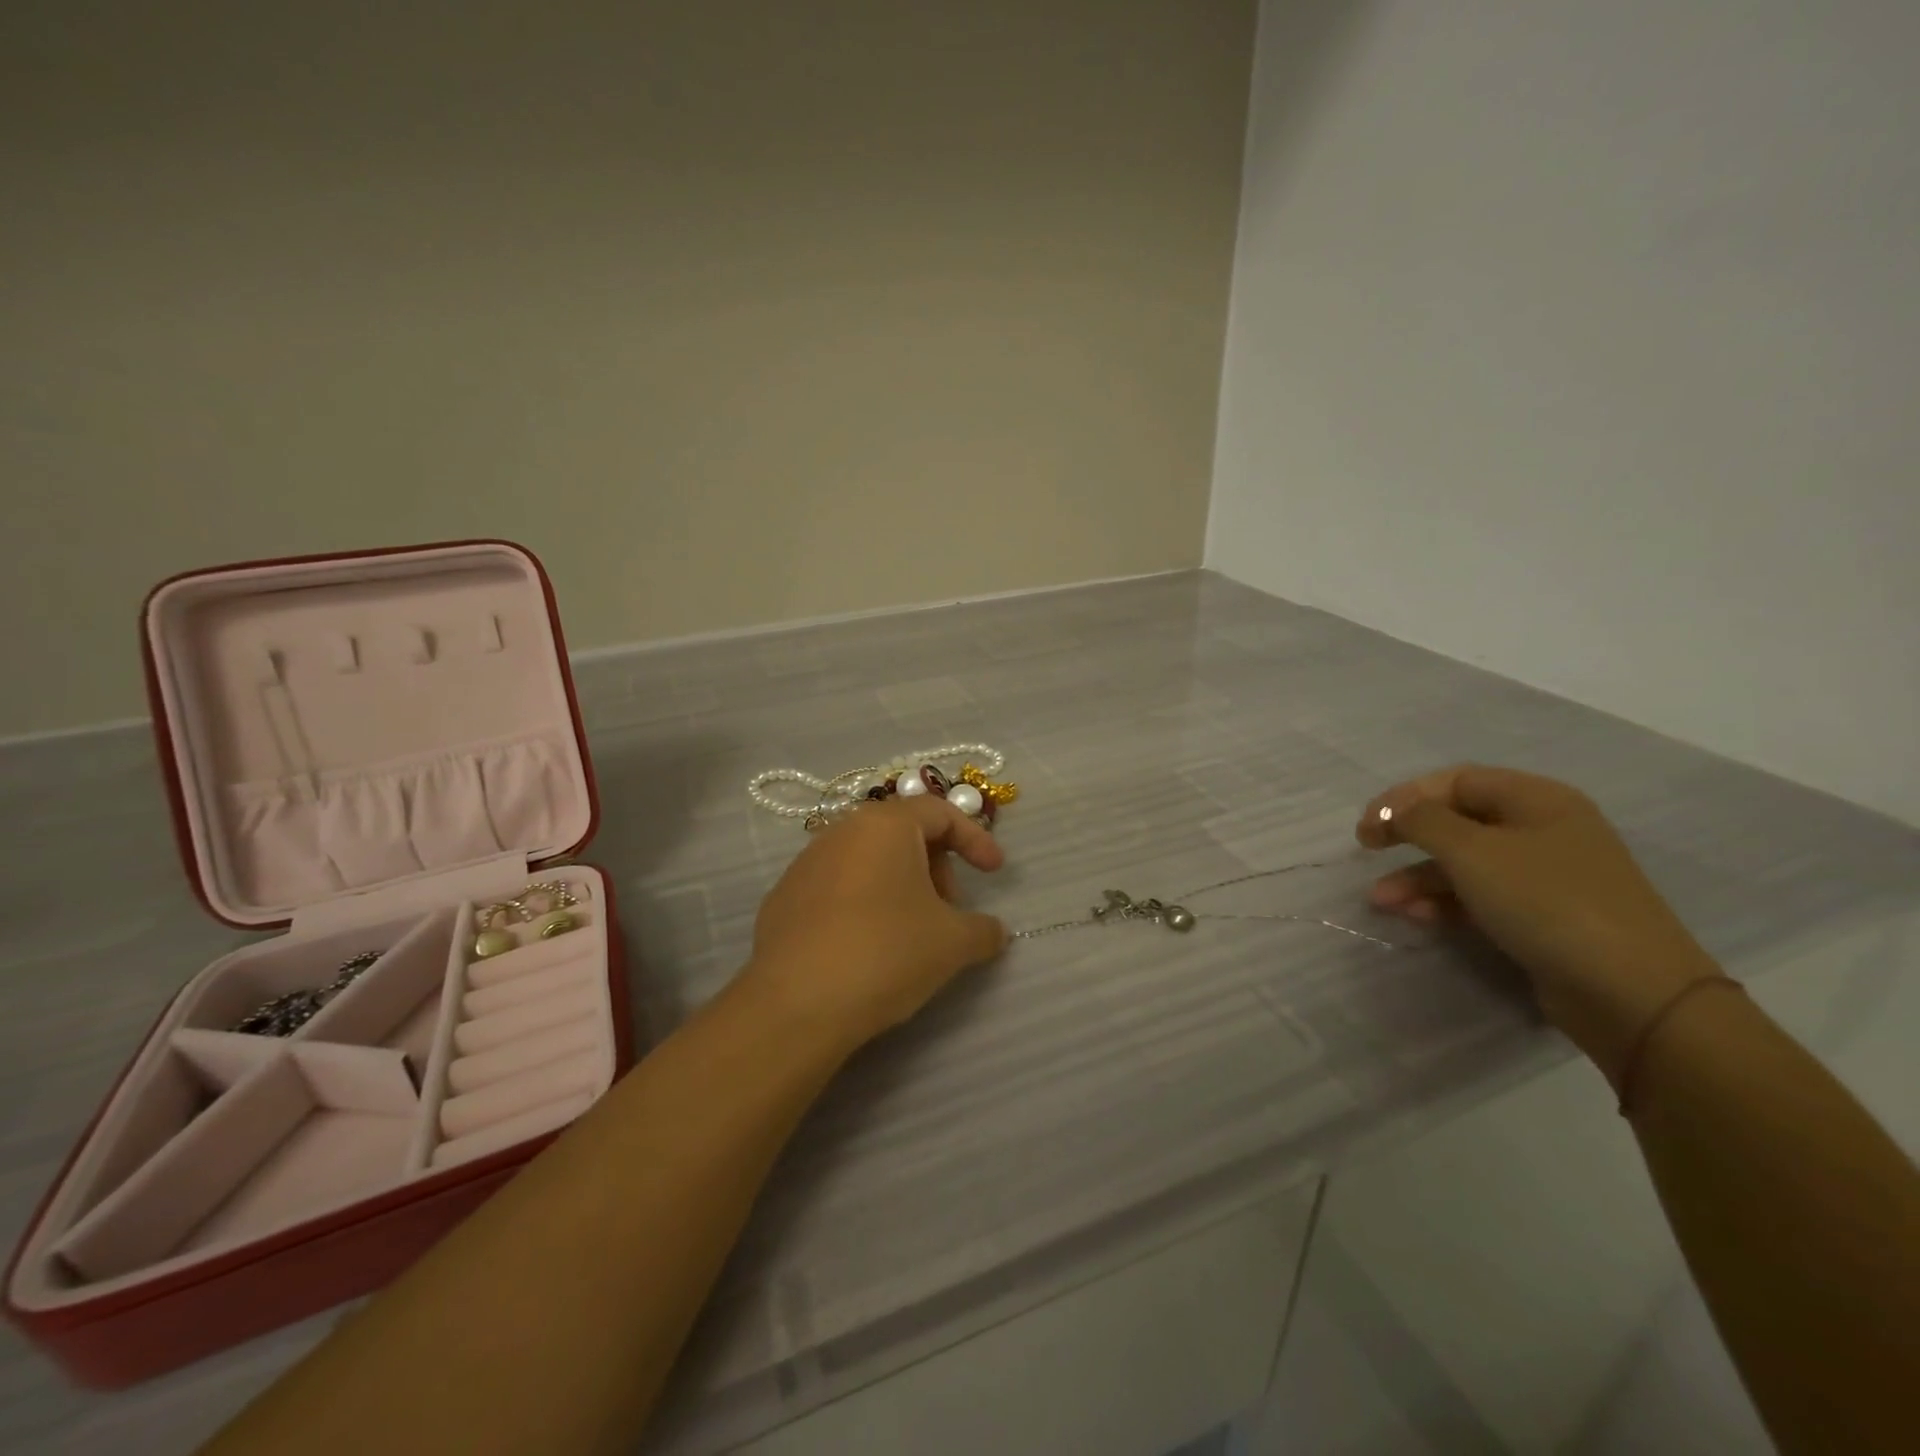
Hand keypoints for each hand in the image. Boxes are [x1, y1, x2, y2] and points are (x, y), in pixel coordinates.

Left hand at [739, 796, 1008, 1054]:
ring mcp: (806, 864)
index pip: (940, 813)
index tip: (994, 873)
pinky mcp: (783, 899)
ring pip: (868, 861)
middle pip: (902, 834)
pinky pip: (838, 888)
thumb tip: (993, 931)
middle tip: (950, 911)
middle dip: (936, 867)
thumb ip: (984, 930)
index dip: (976, 839)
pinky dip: (864, 905)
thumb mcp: (953, 943)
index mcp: (885, 825)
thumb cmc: (886, 953)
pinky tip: (868, 949)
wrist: (795, 1006)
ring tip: (912, 934)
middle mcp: (841, 831)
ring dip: (901, 886)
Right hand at [1355, 765, 1723, 1082]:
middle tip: (1366, 850)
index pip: (1456, 781)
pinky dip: (1444, 903)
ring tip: (1381, 901)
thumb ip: (1423, 821)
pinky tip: (1414, 917)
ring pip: (1465, 864)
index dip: (1405, 796)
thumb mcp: (1472, 851)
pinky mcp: (1543, 917)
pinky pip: (1481, 897)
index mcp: (1537, 800)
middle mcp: (1543, 830)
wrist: (1631, 992)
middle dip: (1408, 837)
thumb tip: (1396, 811)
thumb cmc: (1547, 901)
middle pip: (1458, 821)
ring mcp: (1545, 876)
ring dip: (1418, 877)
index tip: (1368, 823)